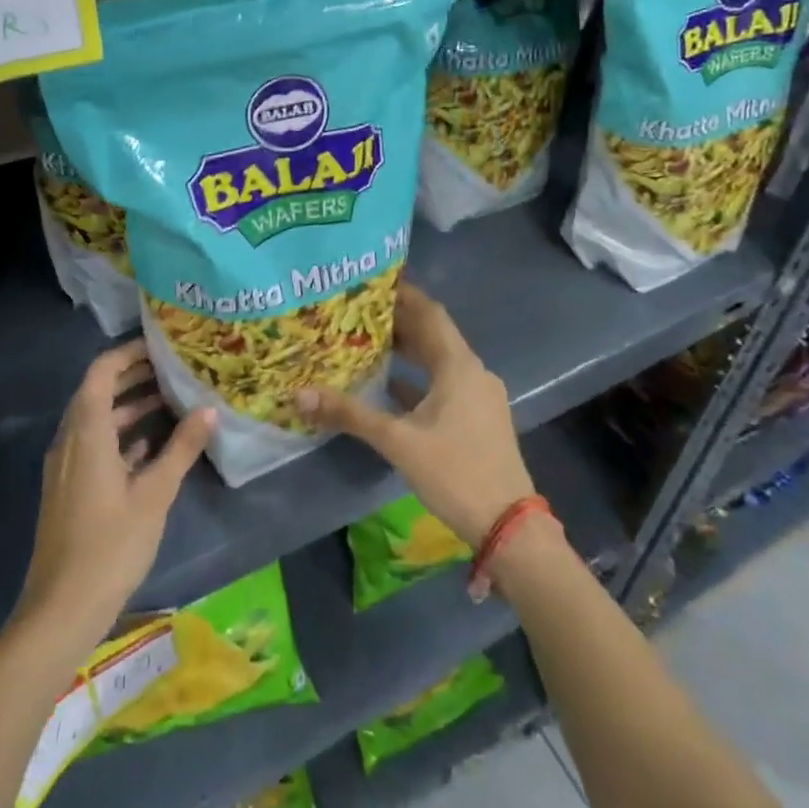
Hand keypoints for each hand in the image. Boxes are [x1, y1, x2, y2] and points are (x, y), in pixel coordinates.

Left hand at [14, 340, 215, 653]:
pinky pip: (94, 445)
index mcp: (86, 432)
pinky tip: (151, 446)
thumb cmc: (110, 545)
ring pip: (97, 420)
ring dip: (129, 406)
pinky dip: (120, 436)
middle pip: (98, 391)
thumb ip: (181, 448)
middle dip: (133, 376)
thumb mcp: (155, 494)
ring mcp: (67, 466)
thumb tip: (209, 410)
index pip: (101, 371)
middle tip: (173, 368)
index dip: (128, 353)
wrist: (61, 609)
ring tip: (170, 401)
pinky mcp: (70, 489)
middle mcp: (70, 440)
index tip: (161, 346)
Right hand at [297, 283, 533, 547]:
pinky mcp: (478, 418)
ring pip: (439, 360)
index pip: (428, 313)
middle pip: (433, 334)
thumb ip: (350, 414)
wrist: (508, 526)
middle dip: (399, 320)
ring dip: (408, 349)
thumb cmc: (455, 472)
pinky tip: (390, 386)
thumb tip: (300, 394)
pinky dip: (418, 379)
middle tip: (358, 309)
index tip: (371, 280)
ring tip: (368, 340)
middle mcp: (472, 371)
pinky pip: (444, 384)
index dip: (402, 294)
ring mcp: (479, 396)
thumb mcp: (398, 441)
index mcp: (458, 365)